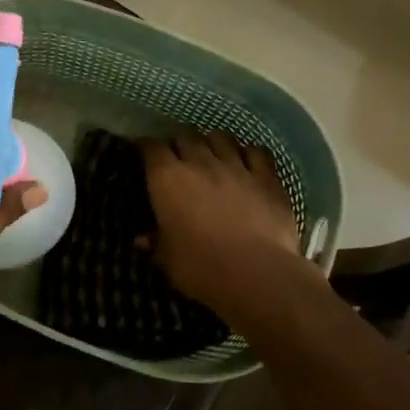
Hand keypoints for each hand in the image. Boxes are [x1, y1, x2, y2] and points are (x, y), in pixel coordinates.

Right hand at [140, 133, 298, 317]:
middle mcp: (200, 163)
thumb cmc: (201, 267)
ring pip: (221, 137)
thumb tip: (142, 239)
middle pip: (186, 136)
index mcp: (167, 179)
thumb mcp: (168, 259)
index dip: (146, 146)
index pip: (151, 148)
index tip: (144, 151)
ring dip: (212, 141)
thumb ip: (157, 243)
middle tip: (178, 155)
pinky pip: (257, 152)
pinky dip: (249, 153)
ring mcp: (236, 166)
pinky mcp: (267, 177)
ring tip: (211, 152)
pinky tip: (247, 160)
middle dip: (179, 142)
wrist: (256, 273)